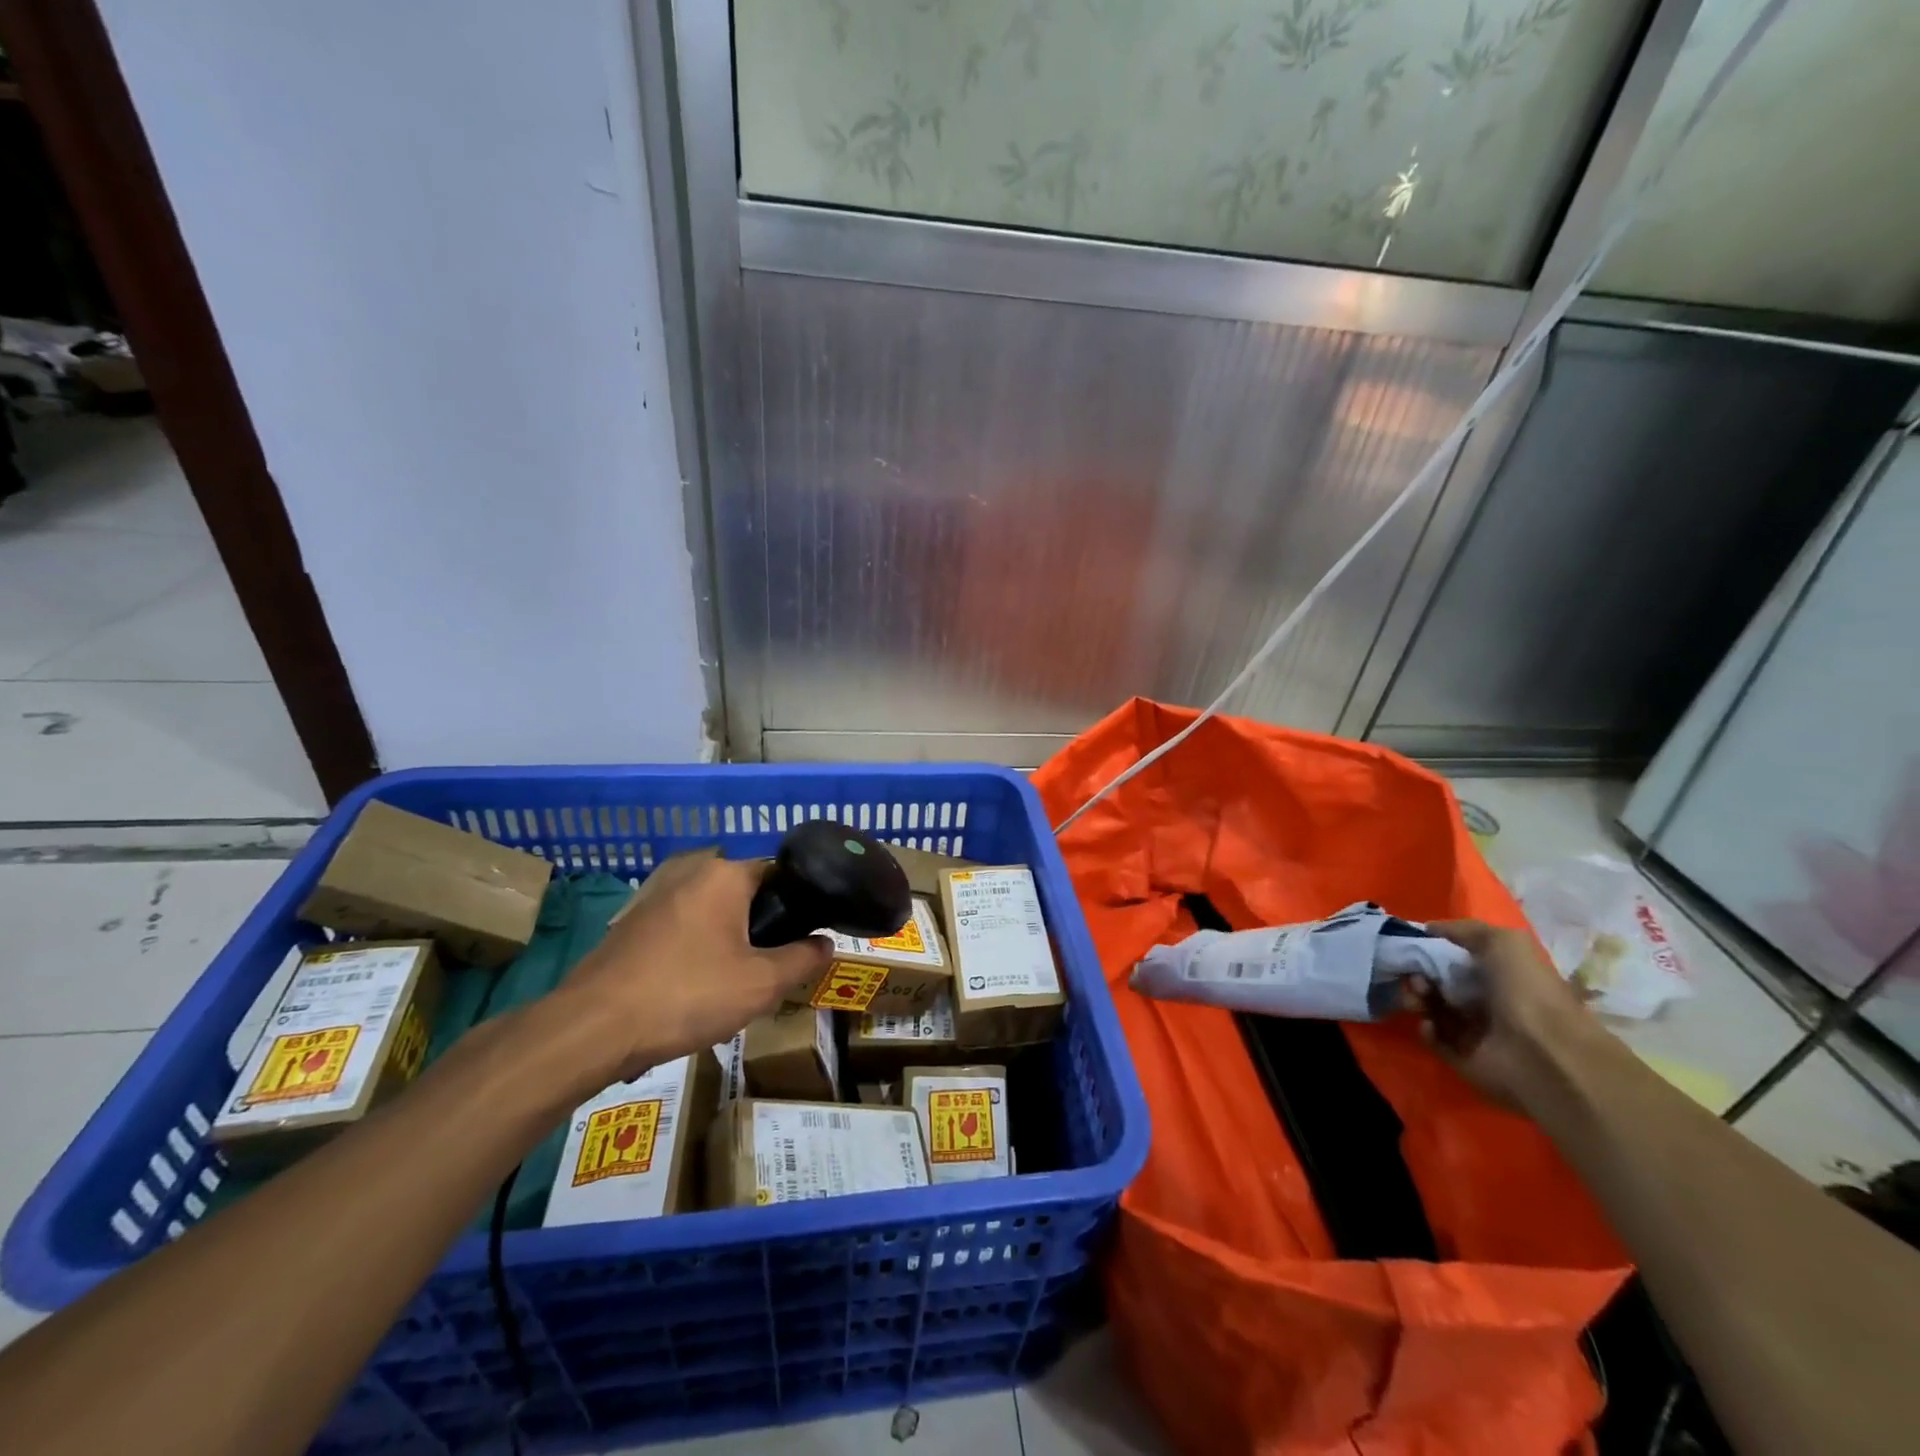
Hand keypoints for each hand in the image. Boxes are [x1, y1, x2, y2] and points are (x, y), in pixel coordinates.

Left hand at [558, 855, 830, 1081]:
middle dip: (761, 929)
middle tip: (770, 971)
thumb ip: (802, 959)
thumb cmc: (686, 995)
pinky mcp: (632, 922)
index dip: (798, 908)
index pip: (780, 875)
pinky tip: (694, 989)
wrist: (591, 1027)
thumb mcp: (761, 984)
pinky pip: (683, 928)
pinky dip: (697, 950)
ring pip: (713, 913)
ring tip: (734, 985)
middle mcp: (690, 871)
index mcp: (725, 874)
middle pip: (745, 895)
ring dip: (729, 941)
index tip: (804, 942)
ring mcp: (655, 895)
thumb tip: (826, 943)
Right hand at [1404, 919, 1601, 1109]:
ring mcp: (1476, 1031)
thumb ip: (1466, 930)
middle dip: (1419, 975)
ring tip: (1418, 999)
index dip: (1433, 950)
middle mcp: (1488, 1001)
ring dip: (1417, 999)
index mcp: (1500, 975)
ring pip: (1432, 1008)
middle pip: (1439, 982)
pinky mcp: (1465, 1057)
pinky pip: (1435, 1039)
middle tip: (1415, 977)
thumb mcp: (1505, 942)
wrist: (1546, 1053)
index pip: (1457, 958)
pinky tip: (1430, 1024)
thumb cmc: (1527, 991)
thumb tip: (1428, 929)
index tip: (1413, 946)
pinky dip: (1427, 1030)